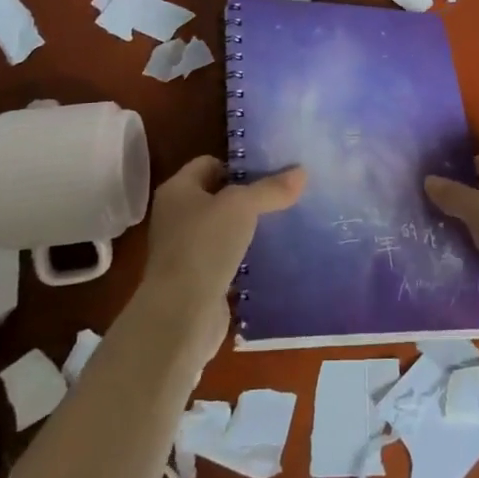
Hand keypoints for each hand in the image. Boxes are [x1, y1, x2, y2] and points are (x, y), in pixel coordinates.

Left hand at [138, 155, 305, 352]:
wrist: (181, 314)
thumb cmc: (204, 246)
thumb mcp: (242, 207)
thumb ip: (271, 189)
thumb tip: (302, 171)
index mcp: (177, 190)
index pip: (210, 163)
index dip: (239, 165)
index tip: (272, 171)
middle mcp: (176, 216)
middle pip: (218, 196)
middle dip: (249, 197)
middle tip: (284, 196)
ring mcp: (185, 250)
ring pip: (224, 229)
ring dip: (249, 228)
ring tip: (284, 224)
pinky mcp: (197, 279)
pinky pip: (226, 258)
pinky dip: (245, 257)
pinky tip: (271, 256)